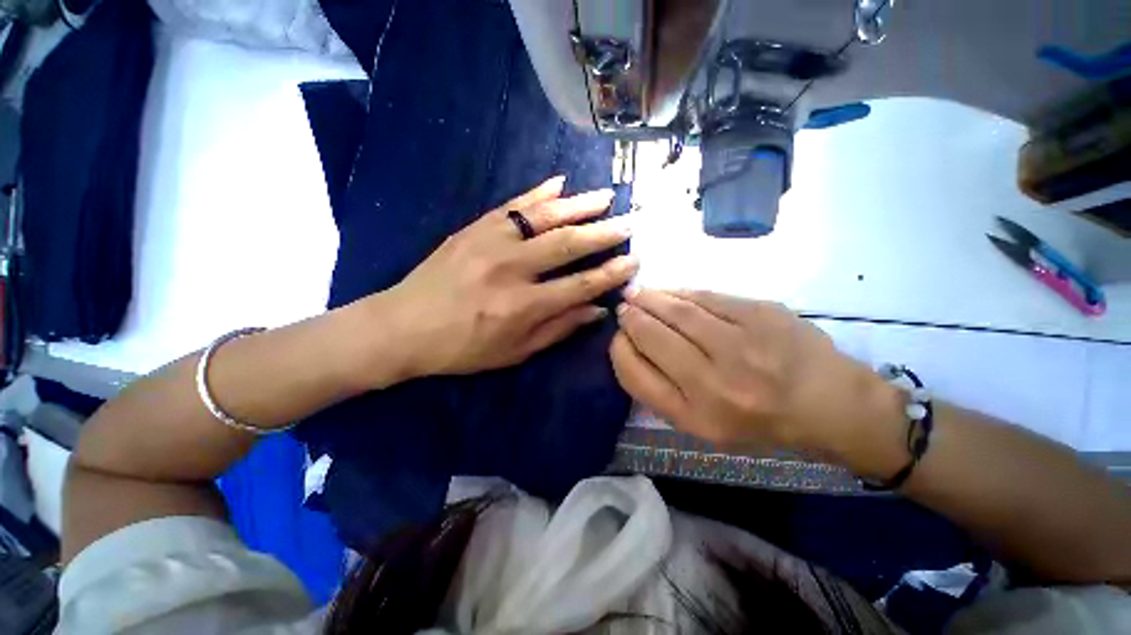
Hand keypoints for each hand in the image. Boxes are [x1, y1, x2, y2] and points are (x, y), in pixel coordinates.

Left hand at [381, 177, 636, 377]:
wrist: (403, 327)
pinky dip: (538, 192)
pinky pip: (512, 205)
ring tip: (605, 197)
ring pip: (544, 217)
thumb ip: (558, 329)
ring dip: (578, 205)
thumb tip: (596, 310)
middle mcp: (511, 269)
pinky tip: (560, 183)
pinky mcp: (474, 228)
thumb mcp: (514, 352)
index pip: (579, 285)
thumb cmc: (462, 348)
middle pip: (567, 244)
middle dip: (604, 233)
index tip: (633, 261)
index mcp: (522, 306)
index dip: (610, 274)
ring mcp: (491, 242)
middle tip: (630, 222)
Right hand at [610, 289, 903, 464]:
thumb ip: (662, 390)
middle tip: (624, 307)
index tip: (618, 336)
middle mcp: (714, 382)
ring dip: (650, 298)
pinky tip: (671, 292)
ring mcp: (741, 344)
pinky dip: (681, 292)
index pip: (635, 374)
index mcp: (696, 416)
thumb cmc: (759, 422)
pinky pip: (707, 296)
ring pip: (678, 310)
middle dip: (631, 317)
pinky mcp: (762, 314)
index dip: (620, 350)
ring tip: (638, 294)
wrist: (830, 405)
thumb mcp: (702, 425)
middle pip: (653, 336)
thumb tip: (632, 344)